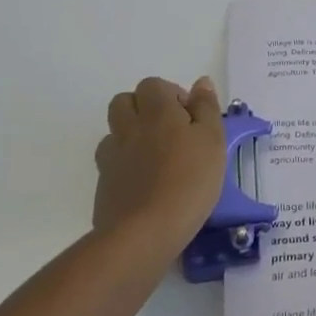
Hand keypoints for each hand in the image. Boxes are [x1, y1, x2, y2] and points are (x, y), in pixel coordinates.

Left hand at [94, 76, 226, 248]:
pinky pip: (110, 161)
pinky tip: (144, 181)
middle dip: (144, 107)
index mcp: (157, 112)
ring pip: (114, 130)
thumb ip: (206, 108)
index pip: (153, 85)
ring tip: (155, 155)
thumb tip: (200, 83)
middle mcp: (129, 127)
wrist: (145, 232)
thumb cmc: (190, 181)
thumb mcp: (213, 140)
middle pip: (124, 101)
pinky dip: (124, 163)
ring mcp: (111, 156)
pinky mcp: (103, 184)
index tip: (190, 117)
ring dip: (131, 134)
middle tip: (170, 130)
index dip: (171, 95)